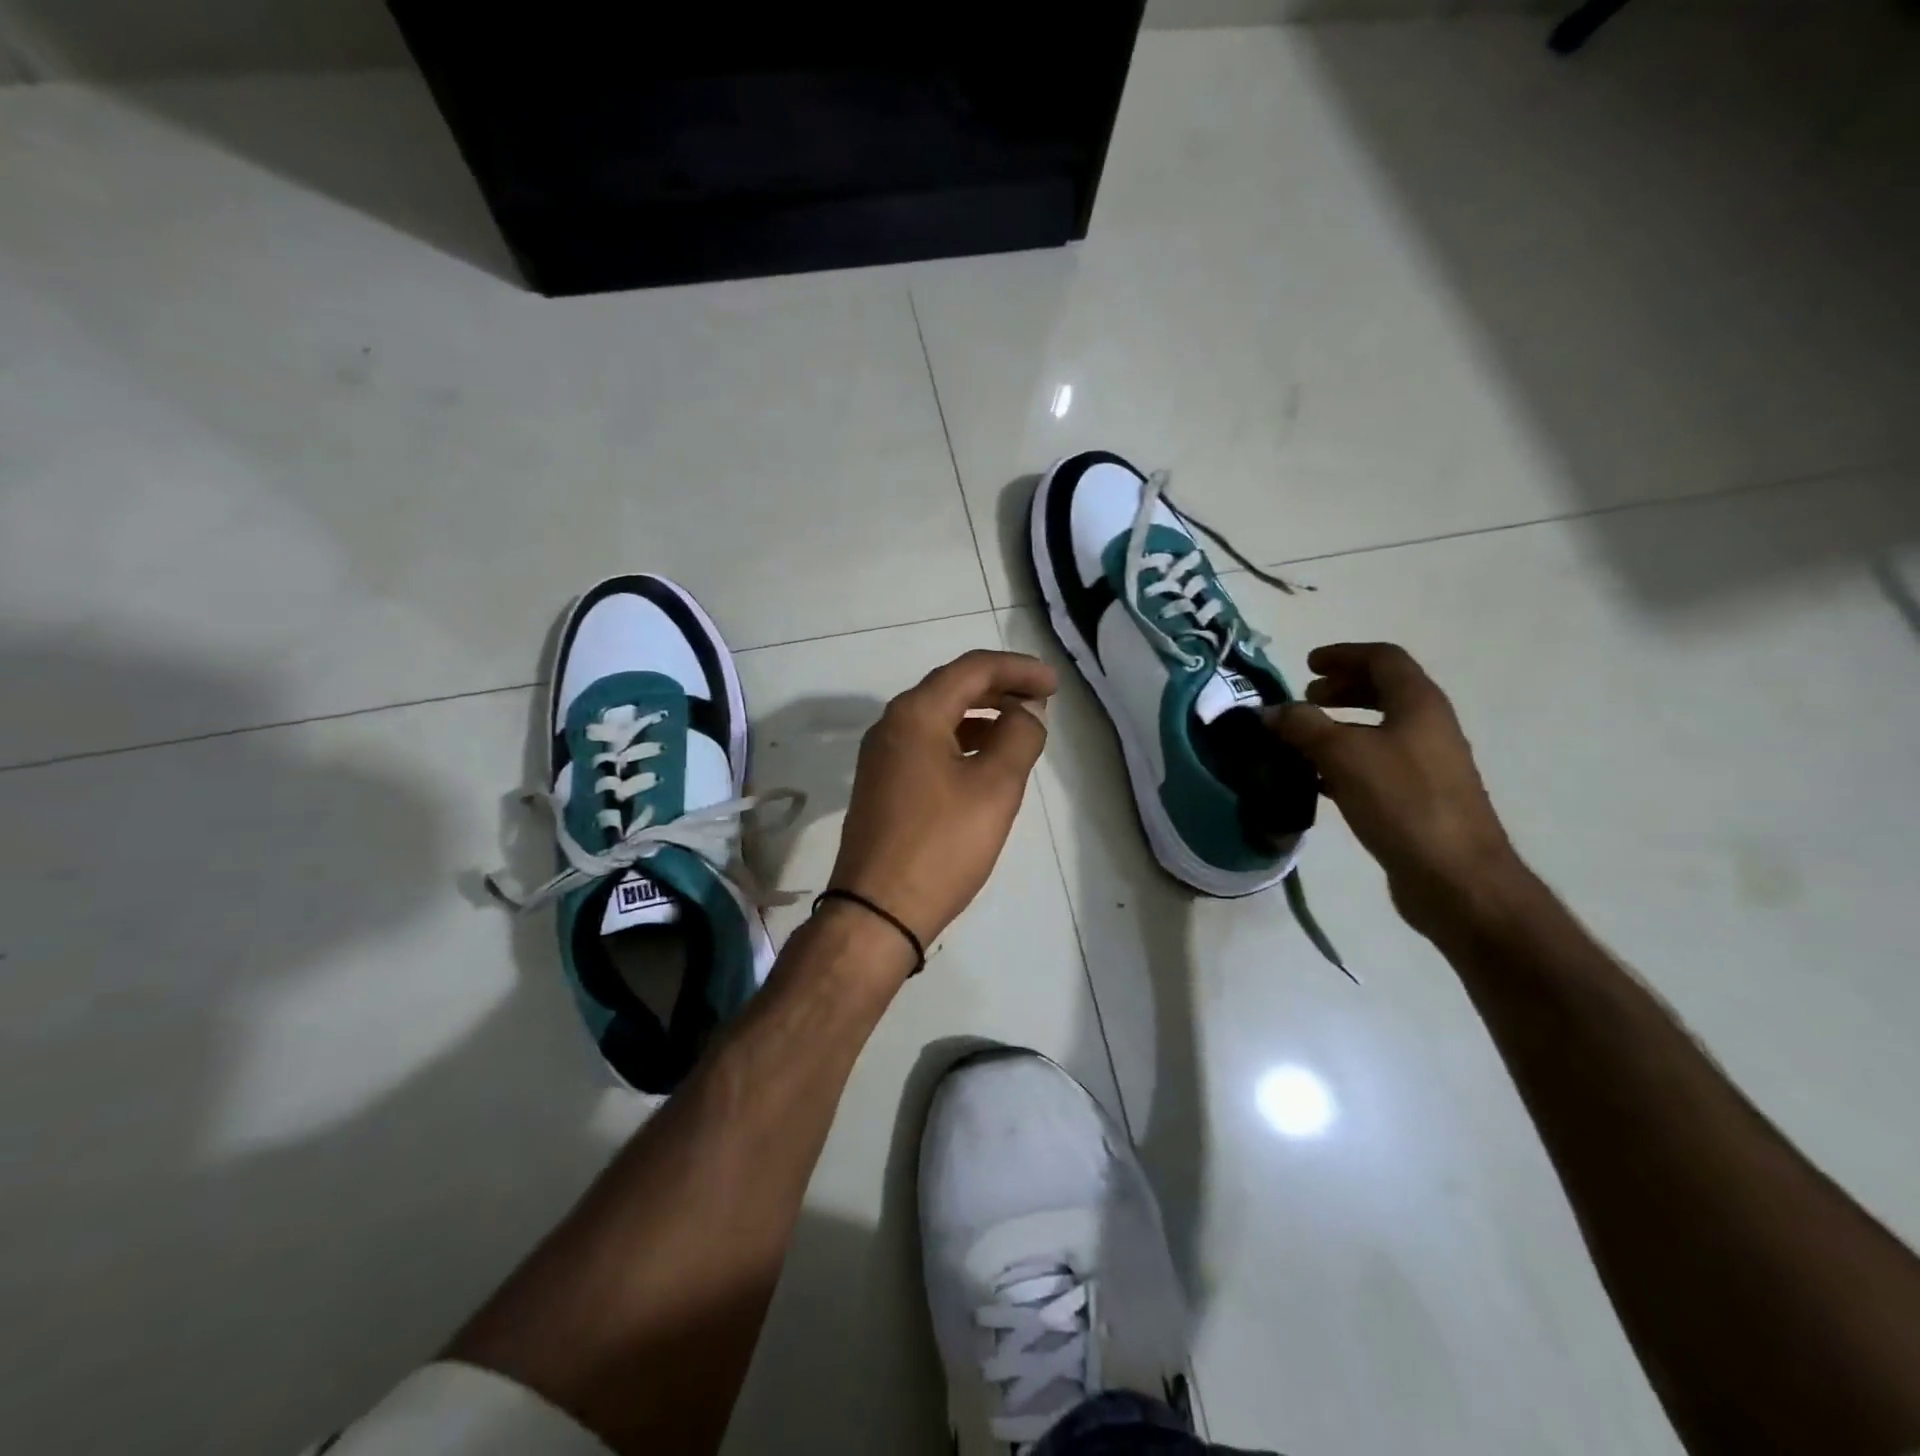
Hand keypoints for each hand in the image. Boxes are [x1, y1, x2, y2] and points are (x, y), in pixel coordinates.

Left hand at [829, 649, 1057, 945]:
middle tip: (1042, 699)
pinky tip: (985, 760)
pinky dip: (961, 741)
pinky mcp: (883, 784)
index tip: (1054, 684)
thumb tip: (1026, 712)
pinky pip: (927, 745)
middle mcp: (891, 725)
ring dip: (981, 715)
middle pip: (952, 688)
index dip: (1017, 669)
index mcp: (915, 714)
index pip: (972, 669)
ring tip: (1021, 727)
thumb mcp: (995, 788)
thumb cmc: (942, 845)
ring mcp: (882, 756)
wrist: (877, 910)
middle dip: (1000, 688)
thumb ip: (1019, 737)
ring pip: (939, 717)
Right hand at [1269, 643, 1523, 933]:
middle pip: (1384, 691)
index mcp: (1418, 703)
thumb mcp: (1343, 755)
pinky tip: (1318, 781)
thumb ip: (1302, 726)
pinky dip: (1346, 760)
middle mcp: (1428, 726)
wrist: (1455, 876)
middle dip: (1342, 689)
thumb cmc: (1401, 801)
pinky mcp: (1419, 797)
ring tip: (1303, 740)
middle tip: (1306, 699)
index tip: (1307, 665)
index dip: (1343, 655)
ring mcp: (1427, 763)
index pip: (1383, 658)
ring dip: (1340, 726)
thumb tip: (1269, 711)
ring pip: (1379, 729)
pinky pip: (1377, 763)